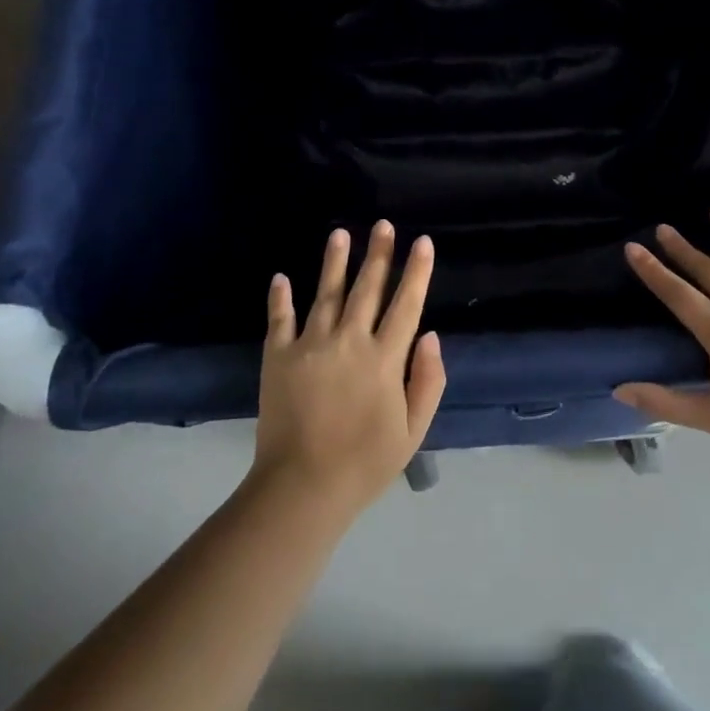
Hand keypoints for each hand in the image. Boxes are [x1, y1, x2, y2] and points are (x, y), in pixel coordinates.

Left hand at [253, 222, 445, 515]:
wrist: (302, 486)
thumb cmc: (366, 462)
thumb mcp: (413, 430)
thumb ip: (427, 381)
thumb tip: (431, 337)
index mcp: (384, 359)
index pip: (406, 305)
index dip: (417, 271)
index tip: (423, 242)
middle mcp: (349, 341)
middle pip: (367, 289)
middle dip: (379, 254)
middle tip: (384, 225)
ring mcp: (310, 345)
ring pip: (326, 294)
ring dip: (334, 262)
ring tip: (340, 233)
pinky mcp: (278, 357)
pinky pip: (280, 319)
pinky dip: (280, 298)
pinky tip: (281, 277)